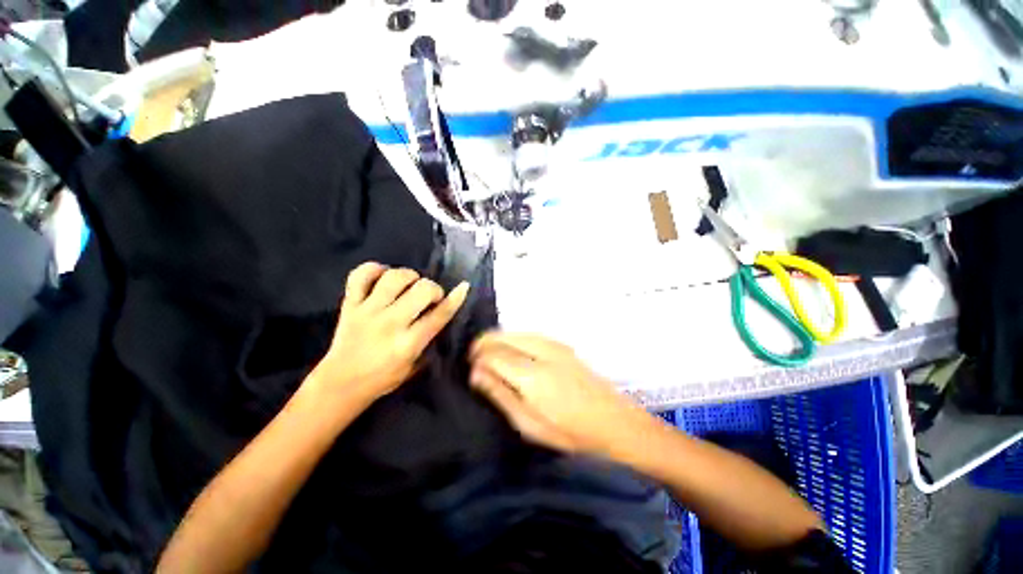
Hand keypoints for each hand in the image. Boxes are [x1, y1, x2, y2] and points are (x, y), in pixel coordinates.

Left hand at [312, 262, 468, 402]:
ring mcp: (368, 311)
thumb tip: (441, 313)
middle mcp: (390, 323)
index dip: (455, 299)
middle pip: (421, 290)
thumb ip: (429, 340)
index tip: (463, 287)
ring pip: (394, 277)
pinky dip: (375, 269)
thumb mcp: (414, 366)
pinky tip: (384, 276)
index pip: (439, 315)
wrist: (340, 383)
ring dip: (409, 276)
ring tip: (410, 284)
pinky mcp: (350, 304)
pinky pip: (361, 275)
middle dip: (433, 289)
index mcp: (408, 343)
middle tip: (430, 297)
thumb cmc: (383, 378)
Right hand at [469, 333, 651, 456]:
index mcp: (533, 375)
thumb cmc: (571, 433)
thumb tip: (475, 372)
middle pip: (501, 335)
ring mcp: (554, 343)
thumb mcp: (530, 425)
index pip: (493, 353)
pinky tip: (512, 355)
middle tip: (476, 364)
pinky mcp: (561, 344)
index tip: (470, 370)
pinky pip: (527, 334)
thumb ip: (500, 394)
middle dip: (483, 345)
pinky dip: (513, 340)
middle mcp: (542, 350)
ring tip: (491, 360)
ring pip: (514, 331)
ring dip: (498, 341)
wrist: (616, 423)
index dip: (477, 358)